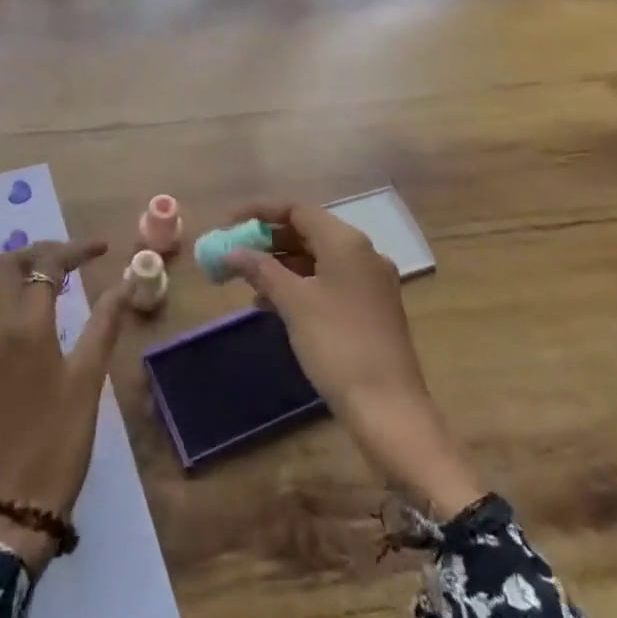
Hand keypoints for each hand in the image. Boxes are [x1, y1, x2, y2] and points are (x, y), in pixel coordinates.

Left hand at [0, 239, 127, 572]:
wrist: (19, 498)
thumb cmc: (62, 435)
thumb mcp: (90, 376)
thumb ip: (105, 322)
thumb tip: (126, 282)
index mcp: (26, 324)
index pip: (47, 265)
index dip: (75, 250)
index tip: (101, 250)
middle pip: (3, 267)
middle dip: (35, 254)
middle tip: (66, 262)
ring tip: (30, 286)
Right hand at [223, 201, 484, 516]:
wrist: (388, 407)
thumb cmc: (337, 345)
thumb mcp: (293, 303)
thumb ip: (261, 270)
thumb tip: (232, 251)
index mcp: (347, 242)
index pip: (297, 210)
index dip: (260, 212)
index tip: (229, 223)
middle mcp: (363, 254)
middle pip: (308, 232)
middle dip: (268, 240)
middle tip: (235, 252)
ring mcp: (370, 282)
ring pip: (317, 259)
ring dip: (281, 265)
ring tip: (247, 282)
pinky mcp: (370, 308)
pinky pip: (328, 282)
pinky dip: (299, 285)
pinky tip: (272, 305)